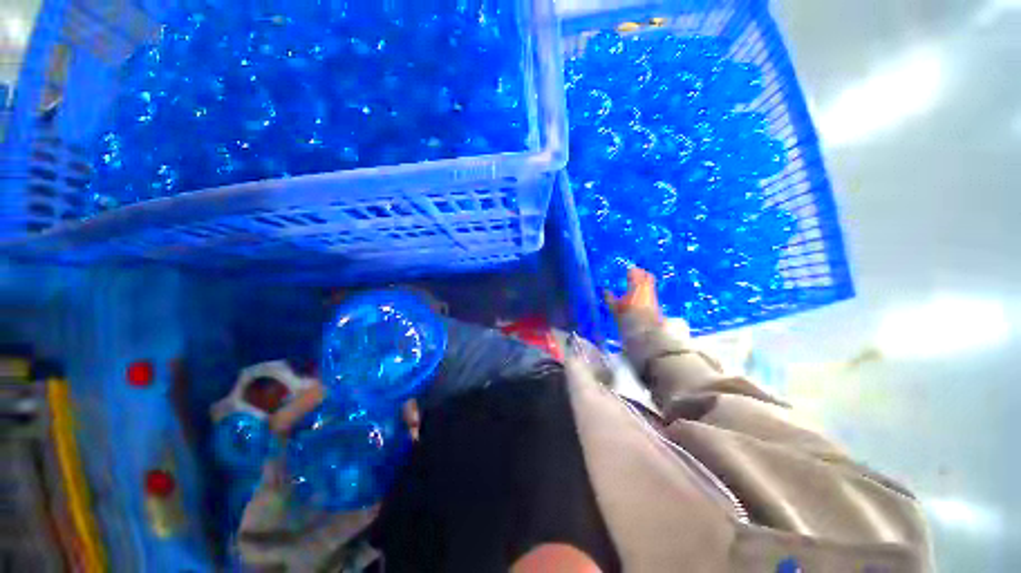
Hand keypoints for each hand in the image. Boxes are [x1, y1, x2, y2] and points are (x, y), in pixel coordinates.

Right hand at [603, 267, 662, 322]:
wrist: (647, 335)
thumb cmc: (628, 320)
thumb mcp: (615, 310)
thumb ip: (609, 298)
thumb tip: (604, 290)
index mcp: (636, 286)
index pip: (635, 272)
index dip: (631, 270)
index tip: (627, 269)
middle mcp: (647, 289)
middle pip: (647, 276)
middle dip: (641, 273)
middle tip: (633, 274)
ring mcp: (653, 297)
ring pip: (650, 284)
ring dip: (643, 282)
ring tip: (634, 285)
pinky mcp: (656, 305)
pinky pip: (650, 292)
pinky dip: (645, 291)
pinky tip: (638, 297)